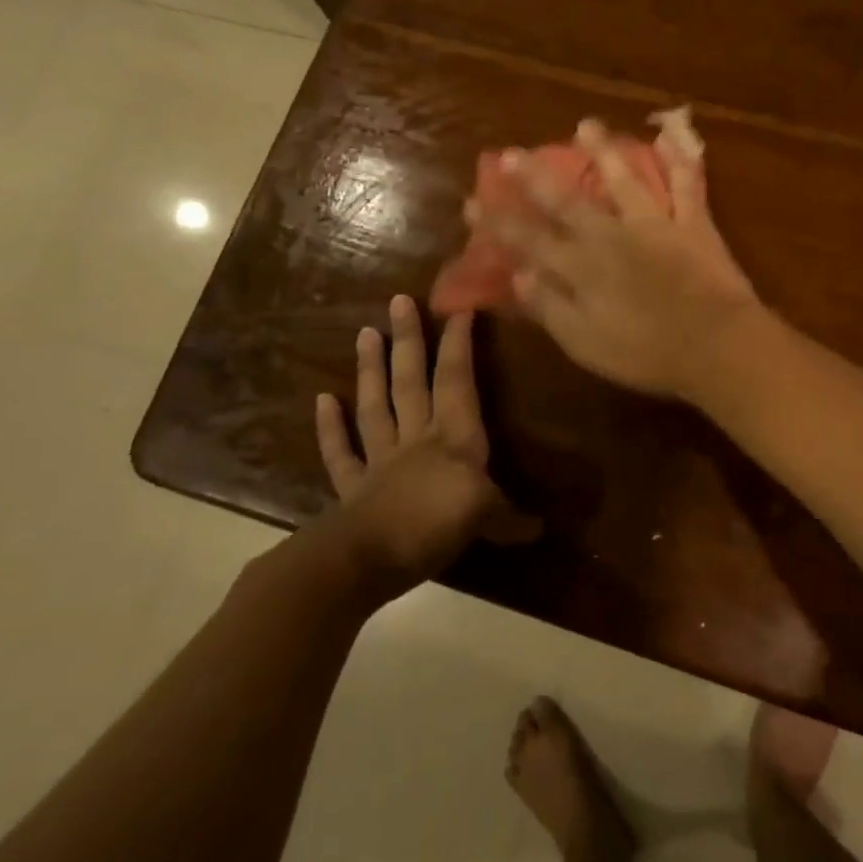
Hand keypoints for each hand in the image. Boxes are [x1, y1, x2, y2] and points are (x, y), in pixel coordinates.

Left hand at [309, 296, 536, 605]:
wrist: (366, 560)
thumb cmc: (433, 527)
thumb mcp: (485, 520)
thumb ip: (510, 519)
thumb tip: (540, 528)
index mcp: (453, 439)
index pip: (457, 382)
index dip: (459, 345)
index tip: (460, 309)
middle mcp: (417, 439)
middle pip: (413, 382)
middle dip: (410, 341)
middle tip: (398, 301)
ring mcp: (381, 460)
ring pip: (376, 406)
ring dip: (371, 370)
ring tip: (366, 332)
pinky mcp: (353, 487)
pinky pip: (341, 452)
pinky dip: (330, 427)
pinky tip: (322, 400)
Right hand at [484, 119, 761, 399]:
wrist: (716, 346)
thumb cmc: (647, 354)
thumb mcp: (585, 343)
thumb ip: (549, 306)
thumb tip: (518, 274)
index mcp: (581, 268)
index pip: (530, 240)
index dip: (499, 222)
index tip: (472, 202)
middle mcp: (611, 236)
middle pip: (567, 201)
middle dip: (535, 177)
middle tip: (511, 152)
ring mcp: (654, 224)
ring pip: (623, 180)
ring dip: (603, 151)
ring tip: (585, 125)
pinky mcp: (692, 224)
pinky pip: (686, 185)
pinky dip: (679, 161)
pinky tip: (670, 136)